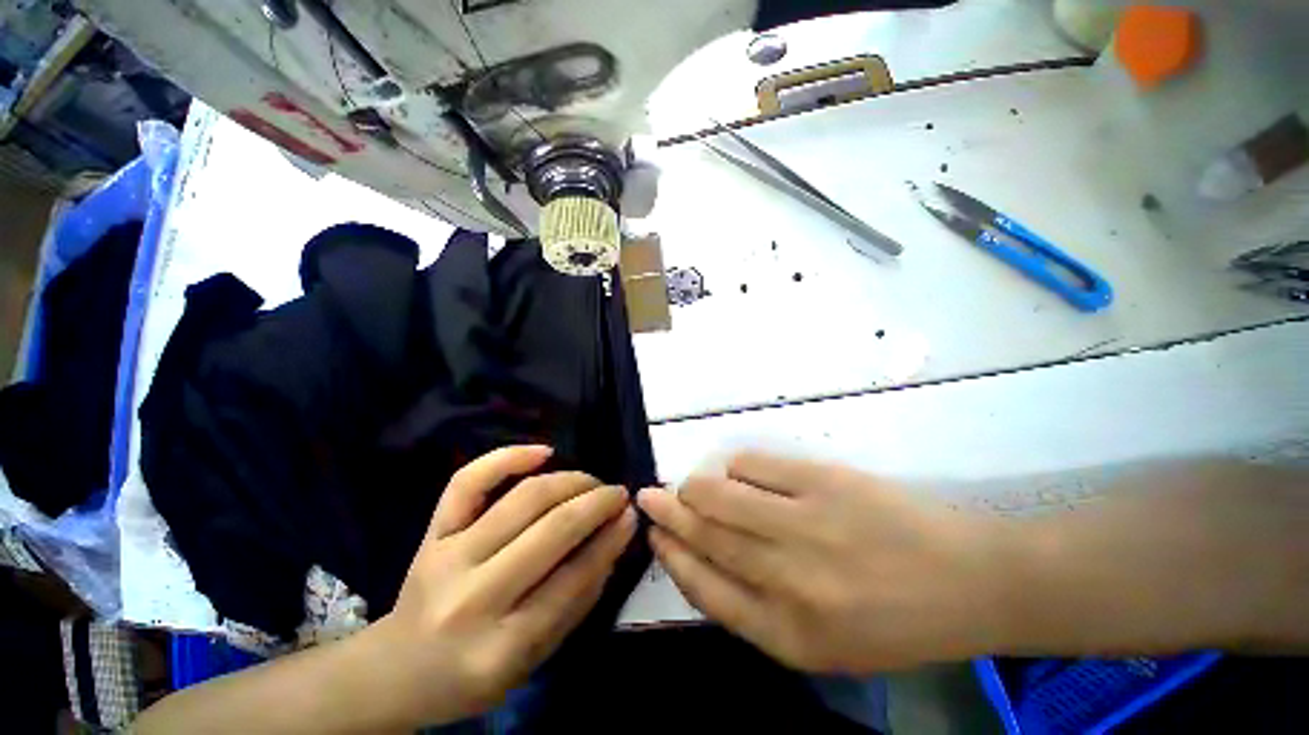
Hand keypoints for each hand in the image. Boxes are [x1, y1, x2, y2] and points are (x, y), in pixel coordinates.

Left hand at [373, 445, 636, 724]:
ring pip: (523, 499)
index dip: (610, 540)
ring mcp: (447, 557)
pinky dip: (508, 457)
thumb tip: (616, 539)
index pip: (573, 578)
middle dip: (596, 503)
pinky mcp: (433, 532)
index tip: (631, 516)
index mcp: (500, 648)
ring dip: (570, 481)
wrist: (399, 669)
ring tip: (591, 481)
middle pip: (551, 530)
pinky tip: (544, 452)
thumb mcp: (534, 658)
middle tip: (618, 494)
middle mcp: (472, 598)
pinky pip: (469, 481)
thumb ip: (579, 601)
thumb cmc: (473, 674)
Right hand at [638, 451, 1003, 672]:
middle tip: (647, 497)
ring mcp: (805, 523)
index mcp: (788, 634)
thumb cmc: (892, 621)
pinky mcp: (823, 480)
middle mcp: (788, 579)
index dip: (673, 555)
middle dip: (668, 513)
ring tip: (687, 485)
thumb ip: (759, 608)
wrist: (970, 582)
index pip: (704, 589)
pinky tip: (734, 472)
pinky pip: (754, 465)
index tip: (655, 534)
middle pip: (706, 535)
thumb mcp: (822, 644)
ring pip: (720, 495)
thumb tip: (705, 557)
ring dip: (694, 487)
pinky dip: (734, 467)